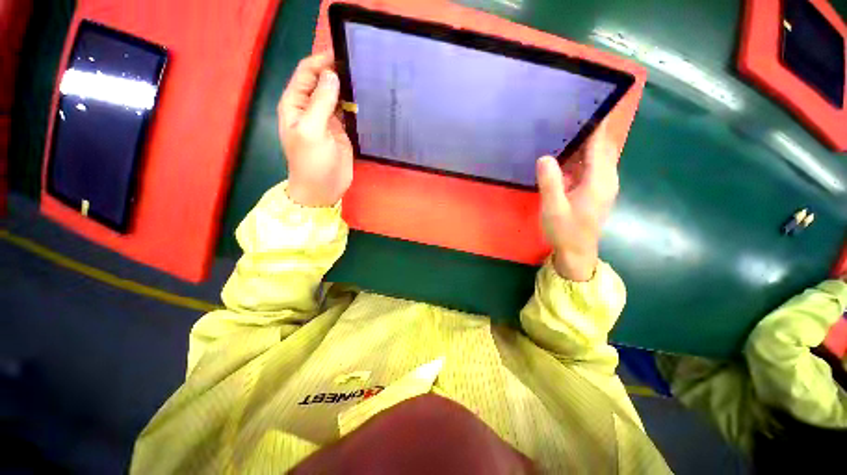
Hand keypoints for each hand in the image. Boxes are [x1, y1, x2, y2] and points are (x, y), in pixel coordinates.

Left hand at [278, 52, 352, 206]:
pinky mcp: (341, 131)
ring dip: (347, 88)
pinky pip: (347, 112)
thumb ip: (321, 102)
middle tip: (360, 66)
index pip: (307, 72)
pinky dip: (354, 105)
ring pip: (336, 95)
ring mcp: (326, 119)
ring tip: (366, 79)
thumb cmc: (312, 162)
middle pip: (322, 81)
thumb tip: (332, 75)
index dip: (322, 61)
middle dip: (337, 72)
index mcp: (295, 103)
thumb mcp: (312, 130)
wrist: (323, 189)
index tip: (343, 54)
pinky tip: (366, 99)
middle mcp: (310, 107)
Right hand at [537, 123, 618, 280]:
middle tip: (568, 114)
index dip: (597, 123)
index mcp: (599, 180)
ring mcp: (602, 184)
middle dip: (589, 128)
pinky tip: (563, 155)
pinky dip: (580, 156)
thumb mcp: (553, 209)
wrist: (577, 252)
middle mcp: (606, 178)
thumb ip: (550, 183)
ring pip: (596, 155)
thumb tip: (544, 157)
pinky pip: (590, 166)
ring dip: (583, 142)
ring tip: (563, 129)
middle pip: (602, 146)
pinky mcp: (595, 190)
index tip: (589, 102)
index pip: (601, 144)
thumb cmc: (566, 232)